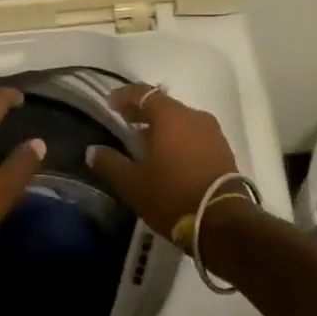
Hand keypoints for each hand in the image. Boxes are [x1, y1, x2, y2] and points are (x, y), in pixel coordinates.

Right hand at [85, 84, 237, 239]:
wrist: (224, 223)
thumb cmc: (172, 196)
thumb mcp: (132, 184)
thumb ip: (110, 163)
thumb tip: (92, 151)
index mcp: (170, 116)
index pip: (142, 93)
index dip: (124, 96)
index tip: (110, 104)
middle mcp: (193, 116)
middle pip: (163, 105)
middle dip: (142, 112)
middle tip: (125, 122)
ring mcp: (212, 132)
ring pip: (181, 120)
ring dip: (162, 127)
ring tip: (146, 143)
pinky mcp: (224, 150)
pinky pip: (194, 135)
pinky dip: (179, 139)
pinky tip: (169, 157)